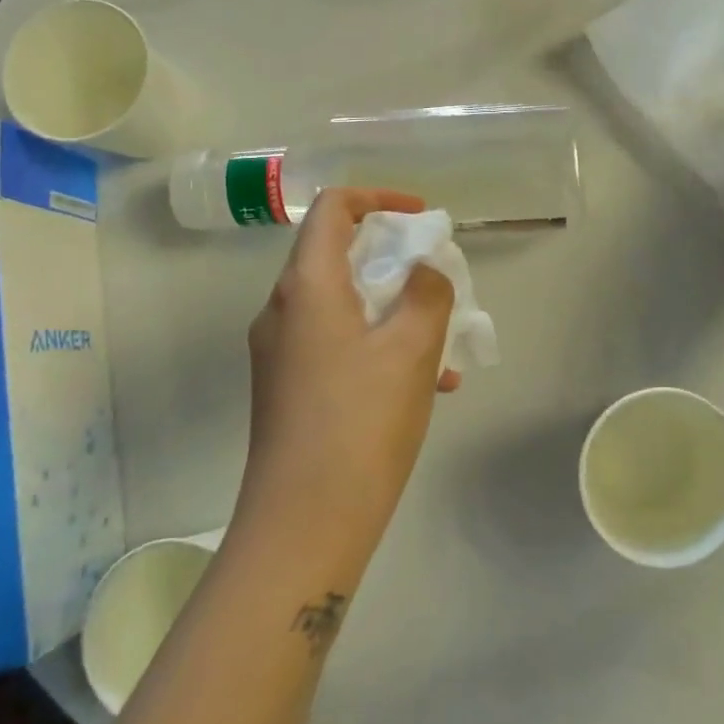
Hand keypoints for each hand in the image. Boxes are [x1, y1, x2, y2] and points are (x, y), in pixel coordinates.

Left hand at [238, 189, 458, 555]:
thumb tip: (423, 271)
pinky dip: (378, 345)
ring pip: (343, 304)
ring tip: (443, 346)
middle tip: (437, 281)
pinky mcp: (287, 387)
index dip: (379, 199)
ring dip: (393, 308)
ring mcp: (280, 351)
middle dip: (394, 259)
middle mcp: (283, 309)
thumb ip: (427, 293)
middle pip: (337, 255)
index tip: (422, 217)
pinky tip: (425, 386)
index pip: (334, 209)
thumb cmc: (361, 424)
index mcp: (306, 287)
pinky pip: (337, 343)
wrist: (303, 524)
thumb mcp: (411, 349)